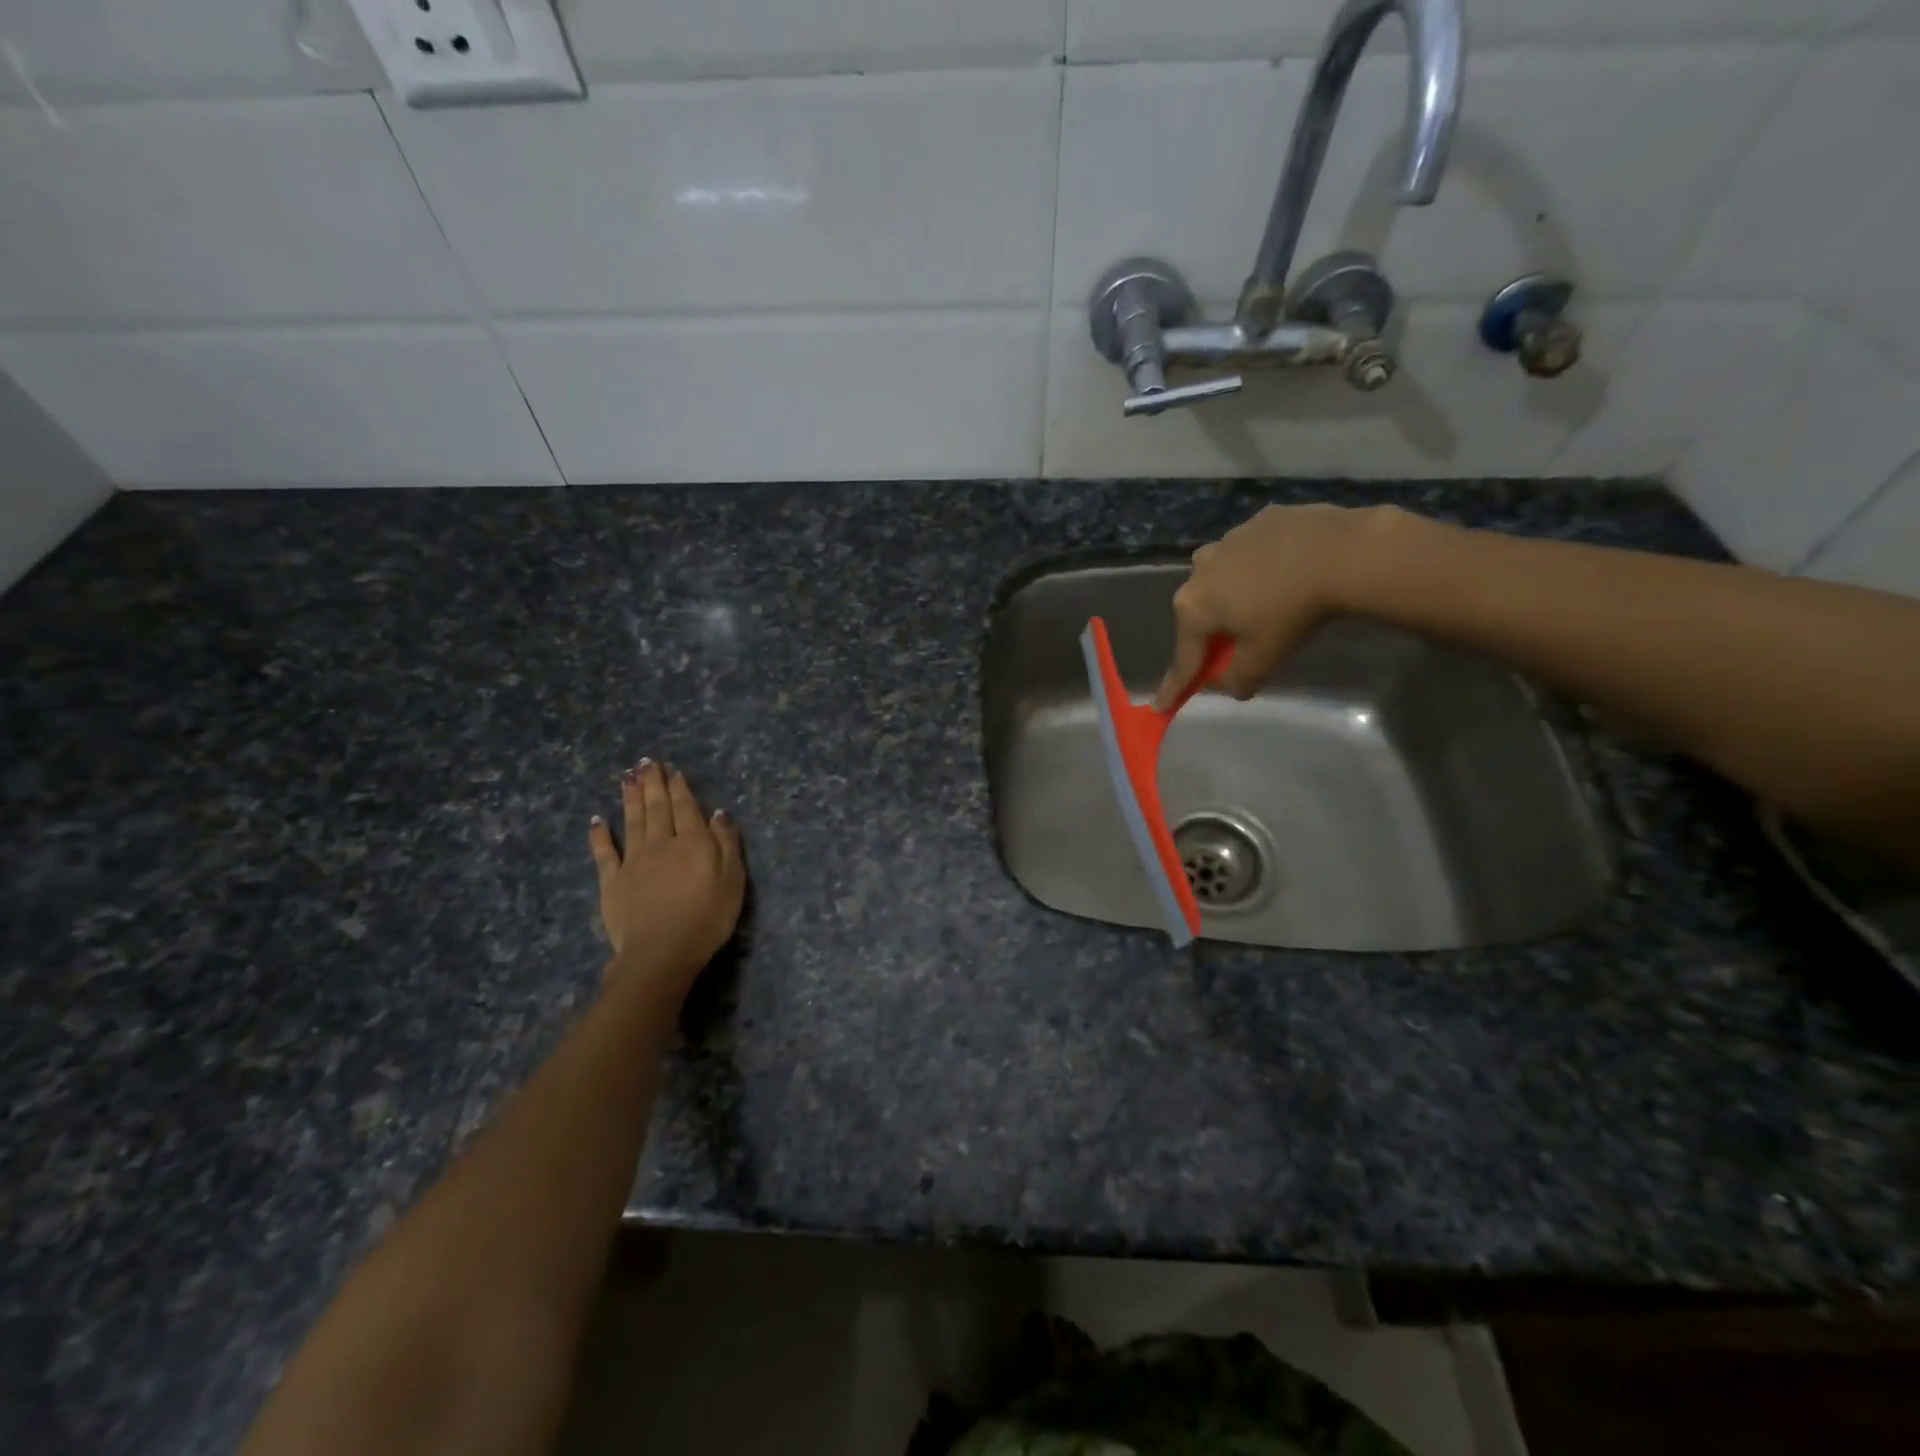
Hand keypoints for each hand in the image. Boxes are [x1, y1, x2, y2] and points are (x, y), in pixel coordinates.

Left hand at [588, 760, 744, 1002]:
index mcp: (693, 842)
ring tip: (627, 777)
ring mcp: (634, 861)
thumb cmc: (707, 918)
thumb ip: (727, 843)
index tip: (673, 770)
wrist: (661, 952)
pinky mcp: (612, 881)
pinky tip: (597, 819)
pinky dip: (600, 834)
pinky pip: (605, 853)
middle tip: (646, 762)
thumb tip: (718, 813)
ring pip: (632, 821)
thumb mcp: (733, 880)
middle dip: (653, 784)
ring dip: (630, 798)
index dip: (680, 788)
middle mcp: (662, 843)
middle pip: (657, 808)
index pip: (686, 808)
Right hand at [1154, 504, 1408, 708]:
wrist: (1341, 552)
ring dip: (1234, 595)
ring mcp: (1227, 541)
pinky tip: (1287, 572)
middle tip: (1237, 648)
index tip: (1161, 706)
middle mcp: (1198, 571)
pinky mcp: (1258, 521)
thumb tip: (1230, 685)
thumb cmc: (1291, 612)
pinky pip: (1251, 553)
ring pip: (1222, 578)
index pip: (1183, 659)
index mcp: (1193, 607)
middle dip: (1213, 633)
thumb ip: (1239, 679)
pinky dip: (1260, 567)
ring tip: (1267, 602)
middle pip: (1200, 614)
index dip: (1174, 687)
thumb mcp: (1264, 658)